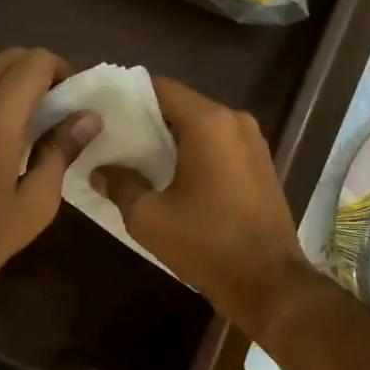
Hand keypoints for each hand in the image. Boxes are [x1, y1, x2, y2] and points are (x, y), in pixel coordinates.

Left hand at [0, 48, 97, 329]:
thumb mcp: (35, 202)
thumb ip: (61, 151)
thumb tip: (89, 118)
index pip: (35, 62)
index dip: (61, 70)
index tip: (73, 98)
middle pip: (8, 59)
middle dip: (37, 72)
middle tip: (55, 107)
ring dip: (9, 86)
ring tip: (25, 125)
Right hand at [88, 77, 309, 333]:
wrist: (268, 282)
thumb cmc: (206, 244)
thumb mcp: (149, 218)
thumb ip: (121, 185)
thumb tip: (101, 171)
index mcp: (208, 123)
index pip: (160, 88)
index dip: (128, 96)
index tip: (103, 112)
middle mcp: (235, 121)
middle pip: (181, 105)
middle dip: (147, 119)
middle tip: (113, 137)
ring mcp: (253, 141)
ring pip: (201, 126)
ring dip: (172, 138)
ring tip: (137, 157)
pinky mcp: (261, 163)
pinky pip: (220, 144)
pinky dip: (195, 151)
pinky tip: (172, 175)